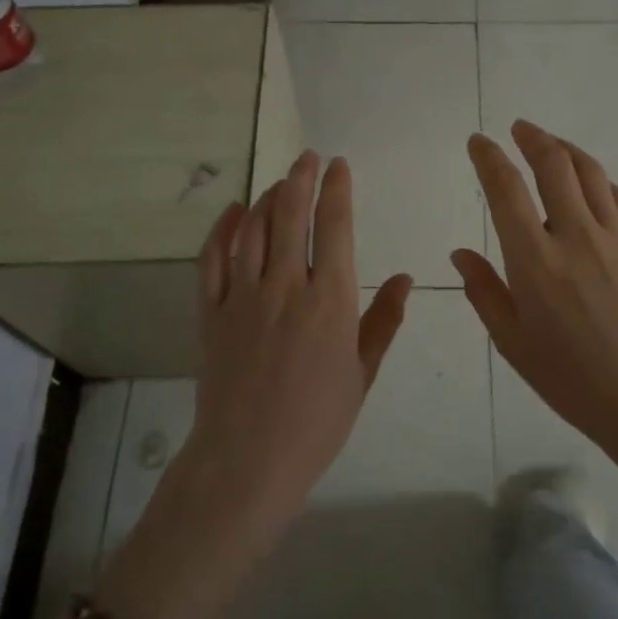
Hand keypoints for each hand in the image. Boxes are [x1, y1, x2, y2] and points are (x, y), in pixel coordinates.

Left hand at [188, 151, 412, 531]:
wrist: (248, 460)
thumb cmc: (317, 421)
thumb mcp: (362, 373)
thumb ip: (383, 321)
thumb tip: (407, 279)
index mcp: (329, 300)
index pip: (335, 227)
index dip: (337, 190)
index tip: (340, 166)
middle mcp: (285, 286)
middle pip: (291, 215)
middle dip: (301, 179)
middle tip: (308, 158)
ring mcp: (243, 296)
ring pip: (254, 229)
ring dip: (268, 197)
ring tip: (280, 181)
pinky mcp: (211, 312)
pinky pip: (213, 259)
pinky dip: (224, 229)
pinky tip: (235, 211)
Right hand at [453, 121, 617, 464]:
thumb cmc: (572, 379)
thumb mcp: (513, 343)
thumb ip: (484, 291)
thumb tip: (460, 253)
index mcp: (535, 261)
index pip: (506, 190)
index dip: (489, 158)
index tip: (478, 142)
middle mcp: (575, 236)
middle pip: (554, 165)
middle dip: (532, 138)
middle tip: (518, 129)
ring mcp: (616, 238)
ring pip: (591, 173)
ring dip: (566, 149)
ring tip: (551, 144)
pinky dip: (599, 180)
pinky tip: (590, 183)